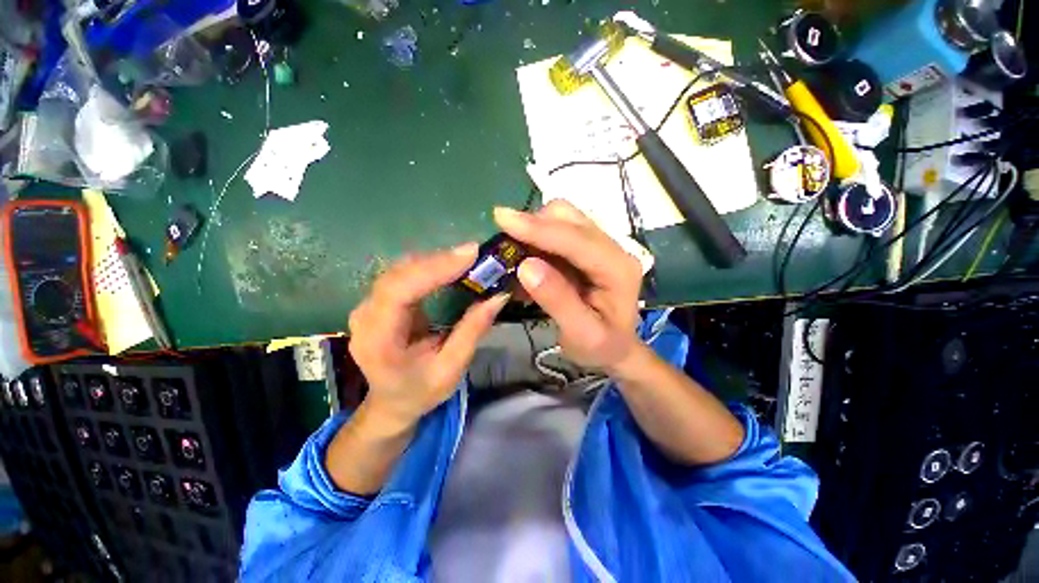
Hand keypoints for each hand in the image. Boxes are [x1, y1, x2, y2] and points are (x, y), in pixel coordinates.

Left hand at [348, 244, 508, 427]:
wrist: (391, 401)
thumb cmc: (420, 391)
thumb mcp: (451, 368)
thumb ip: (472, 331)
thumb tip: (498, 296)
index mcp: (378, 340)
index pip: (399, 291)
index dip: (433, 268)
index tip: (469, 255)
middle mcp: (365, 317)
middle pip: (398, 274)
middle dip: (438, 260)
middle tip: (473, 254)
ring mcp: (367, 306)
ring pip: (399, 270)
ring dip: (433, 261)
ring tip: (465, 259)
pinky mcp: (377, 301)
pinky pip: (402, 275)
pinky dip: (427, 266)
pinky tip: (448, 266)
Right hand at [494, 200, 643, 373]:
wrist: (616, 348)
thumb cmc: (602, 347)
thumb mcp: (582, 335)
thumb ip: (557, 300)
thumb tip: (525, 266)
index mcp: (617, 269)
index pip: (576, 239)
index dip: (538, 228)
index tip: (502, 219)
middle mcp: (612, 248)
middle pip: (568, 218)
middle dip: (533, 226)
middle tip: (504, 247)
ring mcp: (599, 245)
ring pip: (561, 219)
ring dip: (532, 231)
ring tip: (512, 256)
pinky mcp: (585, 248)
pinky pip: (556, 232)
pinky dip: (535, 241)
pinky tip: (524, 261)